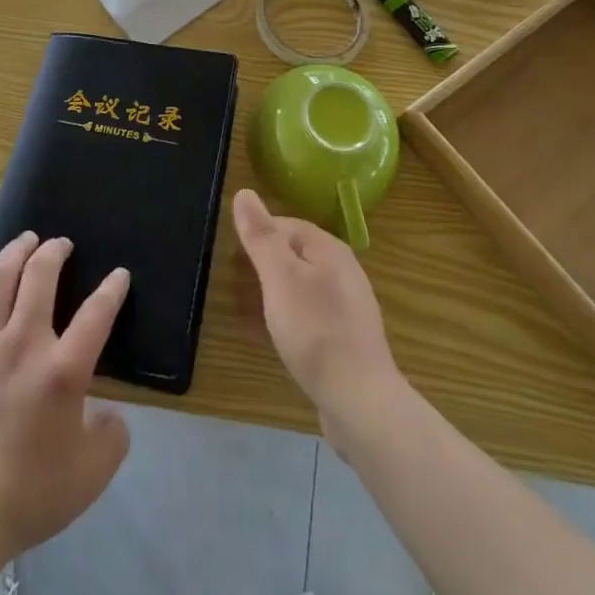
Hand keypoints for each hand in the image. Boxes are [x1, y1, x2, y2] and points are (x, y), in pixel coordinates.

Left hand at [0, 233, 131, 563]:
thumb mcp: (92, 474)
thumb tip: (109, 413)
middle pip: (40, 276)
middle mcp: (23, 343)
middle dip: (55, 251)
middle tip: (61, 244)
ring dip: (15, 252)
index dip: (112, 289)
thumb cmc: (30, 495)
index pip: (97, 313)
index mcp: (63, 370)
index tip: (119, 275)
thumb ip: (112, 436)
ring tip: (26, 240)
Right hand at [232, 189, 403, 443]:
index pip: (287, 224)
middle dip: (265, 264)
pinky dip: (289, 318)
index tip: (234, 257)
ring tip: (250, 312)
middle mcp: (344, 271)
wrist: (360, 402)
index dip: (258, 235)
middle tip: (238, 284)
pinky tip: (278, 338)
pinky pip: (312, 315)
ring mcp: (349, 306)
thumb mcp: (280, 277)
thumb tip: (244, 193)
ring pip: (303, 285)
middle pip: (296, 254)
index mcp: (330, 249)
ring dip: (275, 292)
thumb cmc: (314, 331)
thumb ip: (261, 236)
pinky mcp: (348, 338)